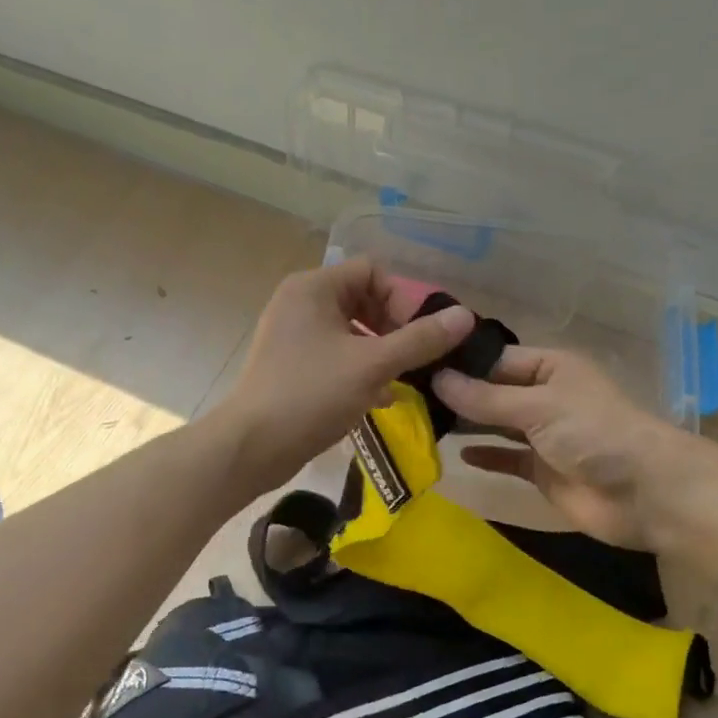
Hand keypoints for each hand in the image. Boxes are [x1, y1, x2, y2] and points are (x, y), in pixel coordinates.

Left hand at [217, 259, 474, 491]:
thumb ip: (420, 339)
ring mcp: (292, 335)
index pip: (372, 272)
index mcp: (314, 288)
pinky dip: (360, 369)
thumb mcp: (373, 365)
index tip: (421, 335)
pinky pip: (336, 354)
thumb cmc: (311, 394)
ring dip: (381, 351)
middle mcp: (300, 303)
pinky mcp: (291, 364)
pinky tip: (381, 397)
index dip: (403, 298)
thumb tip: (465, 316)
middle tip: (417, 358)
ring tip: (404, 379)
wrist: (251, 446)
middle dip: (395, 327)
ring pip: (351, 330)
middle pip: (363, 299)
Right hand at [433, 348, 686, 549]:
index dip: (461, 362)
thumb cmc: (593, 433)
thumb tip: (436, 379)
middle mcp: (544, 396)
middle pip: (493, 391)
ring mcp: (543, 435)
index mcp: (549, 368)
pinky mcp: (542, 471)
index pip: (495, 358)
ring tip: (422, 422)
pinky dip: (486, 456)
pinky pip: (506, 458)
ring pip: (496, 425)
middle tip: (407, 396)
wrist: (645, 493)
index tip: (415, 364)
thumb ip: (485, 398)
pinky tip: (457, 455)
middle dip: (459, 394)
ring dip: (468, 425)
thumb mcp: (537, 406)